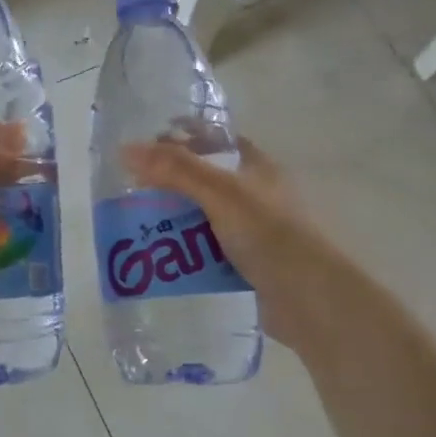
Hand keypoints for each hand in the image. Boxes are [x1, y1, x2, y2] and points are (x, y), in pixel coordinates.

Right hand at [121, 137, 352, 354]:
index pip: (216, 141)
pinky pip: (208, 252)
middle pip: (205, 180)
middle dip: (170, 184)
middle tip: (132, 191)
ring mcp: (253, 232)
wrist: (309, 298)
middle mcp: (256, 195)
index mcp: (257, 167)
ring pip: (204, 218)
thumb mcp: (219, 193)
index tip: (146, 145)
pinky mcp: (248, 265)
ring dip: (175, 222)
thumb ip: (175, 170)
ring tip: (138, 227)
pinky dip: (186, 254)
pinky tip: (162, 260)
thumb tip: (125, 149)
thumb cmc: (269, 233)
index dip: (184, 137)